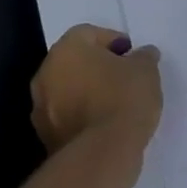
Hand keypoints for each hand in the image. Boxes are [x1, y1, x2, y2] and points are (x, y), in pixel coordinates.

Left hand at [31, 25, 162, 156]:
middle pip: (74, 62)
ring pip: (67, 90)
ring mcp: (41, 108)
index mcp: (66, 49)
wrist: (102, 154)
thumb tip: (143, 55)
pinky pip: (66, 116)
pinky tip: (104, 125)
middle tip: (124, 76)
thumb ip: (143, 57)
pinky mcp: (45, 137)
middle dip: (97, 66)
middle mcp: (46, 74)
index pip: (89, 34)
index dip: (113, 41)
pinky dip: (81, 116)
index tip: (131, 55)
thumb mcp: (146, 69)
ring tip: (115, 104)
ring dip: (86, 92)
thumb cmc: (123, 99)